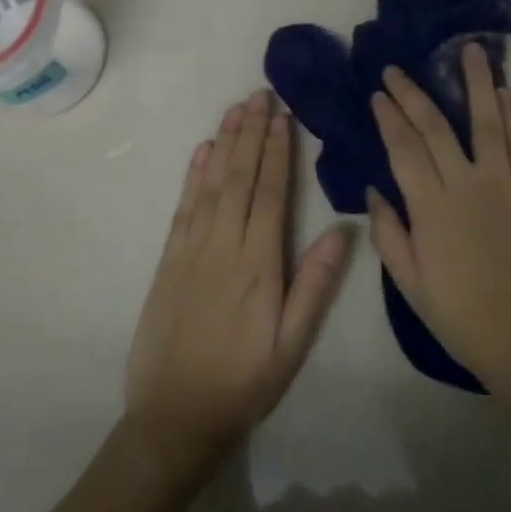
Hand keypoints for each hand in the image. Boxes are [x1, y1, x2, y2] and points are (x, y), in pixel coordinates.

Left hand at [126, 91, 353, 454]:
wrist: (174, 418)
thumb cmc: (244, 381)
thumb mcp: (292, 344)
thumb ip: (315, 285)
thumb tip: (342, 230)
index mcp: (258, 263)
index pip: (270, 193)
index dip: (278, 151)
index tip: (283, 115)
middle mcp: (223, 245)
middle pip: (239, 177)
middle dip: (252, 132)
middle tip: (260, 94)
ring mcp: (191, 250)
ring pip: (210, 184)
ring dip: (225, 143)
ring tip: (236, 109)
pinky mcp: (168, 261)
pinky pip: (182, 208)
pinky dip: (193, 175)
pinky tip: (202, 152)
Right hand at [367, 45, 510, 396]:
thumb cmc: (464, 318)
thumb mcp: (411, 285)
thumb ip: (389, 234)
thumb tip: (373, 192)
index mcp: (430, 208)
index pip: (403, 149)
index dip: (388, 118)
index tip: (377, 94)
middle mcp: (465, 185)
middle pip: (435, 127)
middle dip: (413, 94)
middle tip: (397, 69)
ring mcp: (504, 184)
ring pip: (486, 122)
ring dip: (475, 83)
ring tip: (468, 50)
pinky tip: (503, 92)